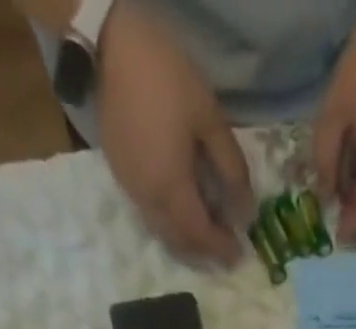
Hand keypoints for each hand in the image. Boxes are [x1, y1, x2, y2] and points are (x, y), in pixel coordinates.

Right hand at [97, 2, 253, 265]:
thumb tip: (246, 212)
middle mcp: (148, 200)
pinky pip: (149, 215)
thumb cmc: (166, 79)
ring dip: (186, 241)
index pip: (200, 235)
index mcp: (171, 189)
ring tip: (207, 234)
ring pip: (162, 232)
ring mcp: (130, 189)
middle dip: (204, 252)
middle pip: (179, 242)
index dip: (221, 249)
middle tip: (225, 248)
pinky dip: (169, 224)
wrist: (109, 45)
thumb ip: (232, 170)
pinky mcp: (120, 176)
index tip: (239, 255)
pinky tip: (182, 212)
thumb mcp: (211, 120)